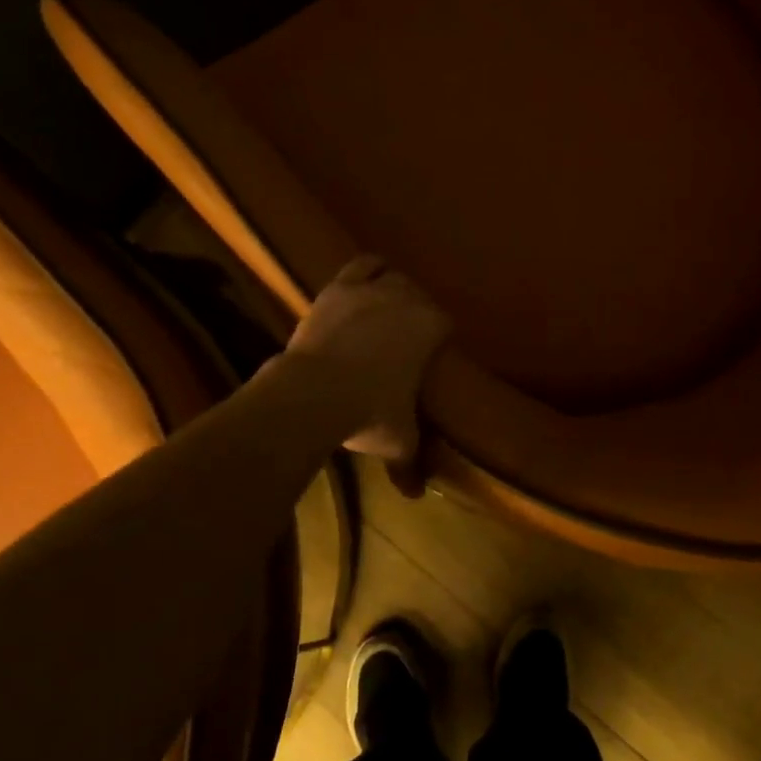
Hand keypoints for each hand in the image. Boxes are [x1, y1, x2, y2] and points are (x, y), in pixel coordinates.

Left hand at [282, 255, 451, 491]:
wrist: (316, 392)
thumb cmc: (369, 413)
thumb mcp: (398, 441)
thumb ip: (410, 462)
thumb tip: (415, 494)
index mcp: (431, 327)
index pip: (444, 322)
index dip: (438, 335)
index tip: (430, 351)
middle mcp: (407, 299)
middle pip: (418, 294)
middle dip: (414, 309)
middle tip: (403, 332)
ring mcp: (371, 289)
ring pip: (388, 273)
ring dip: (390, 283)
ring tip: (383, 301)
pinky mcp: (338, 288)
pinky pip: (359, 266)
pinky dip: (364, 272)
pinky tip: (359, 284)